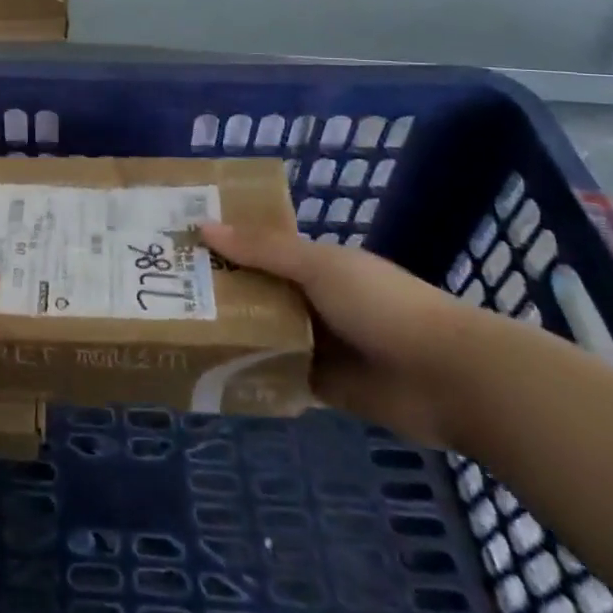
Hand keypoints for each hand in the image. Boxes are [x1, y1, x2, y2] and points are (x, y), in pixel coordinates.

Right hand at [201, 223, 481, 447]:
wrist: (449, 377)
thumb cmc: (381, 304)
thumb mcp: (318, 266)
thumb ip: (263, 249)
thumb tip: (202, 227)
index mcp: (313, 263)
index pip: (258, 248)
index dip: (223, 245)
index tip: (178, 245)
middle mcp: (311, 299)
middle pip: (255, 291)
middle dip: (218, 291)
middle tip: (163, 292)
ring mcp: (317, 343)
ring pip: (262, 333)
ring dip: (232, 333)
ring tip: (177, 333)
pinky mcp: (322, 385)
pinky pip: (278, 375)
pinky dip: (252, 374)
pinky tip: (212, 374)